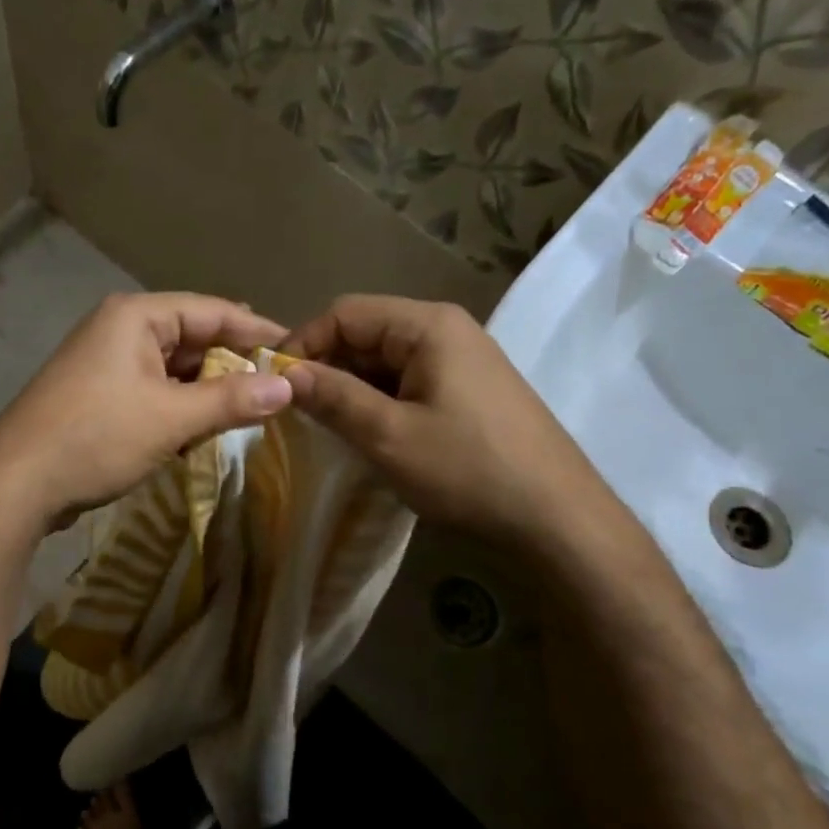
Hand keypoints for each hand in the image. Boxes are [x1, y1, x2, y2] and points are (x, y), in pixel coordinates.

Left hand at [0, 292, 292, 531]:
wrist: (16, 484)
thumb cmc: (96, 438)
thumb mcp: (171, 418)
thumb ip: (230, 400)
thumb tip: (287, 386)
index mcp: (136, 317)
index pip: (212, 311)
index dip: (256, 331)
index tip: (296, 351)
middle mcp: (120, 330)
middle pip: (192, 338)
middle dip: (233, 364)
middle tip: (279, 388)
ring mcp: (107, 365)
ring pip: (174, 370)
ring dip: (209, 391)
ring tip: (253, 411)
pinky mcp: (100, 398)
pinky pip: (155, 393)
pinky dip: (182, 409)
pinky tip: (207, 431)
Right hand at [282, 295, 608, 550]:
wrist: (555, 516)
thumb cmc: (467, 469)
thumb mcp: (388, 435)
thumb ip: (333, 397)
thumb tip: (282, 373)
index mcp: (428, 325)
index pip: (345, 312)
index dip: (303, 342)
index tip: (272, 383)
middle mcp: (446, 330)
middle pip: (366, 332)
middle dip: (326, 366)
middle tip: (294, 410)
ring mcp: (462, 360)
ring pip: (385, 360)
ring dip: (350, 387)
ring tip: (323, 425)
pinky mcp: (468, 390)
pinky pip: (408, 381)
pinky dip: (378, 400)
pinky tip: (365, 432)